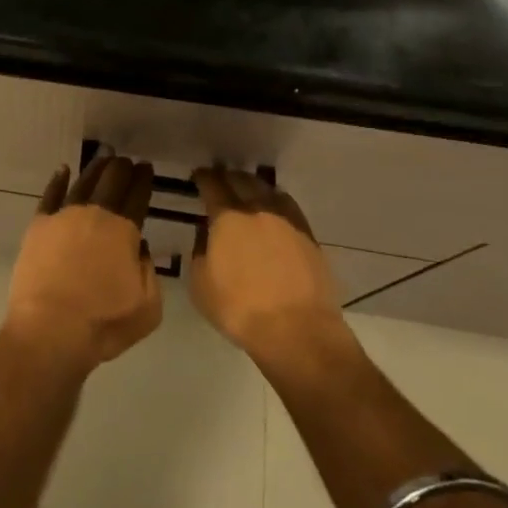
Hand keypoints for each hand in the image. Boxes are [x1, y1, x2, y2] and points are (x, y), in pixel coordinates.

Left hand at [3, 152, 160, 374]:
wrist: (50, 331)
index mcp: (124, 230)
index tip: (146, 168)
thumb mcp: (148, 306)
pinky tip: (63, 171)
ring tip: (103, 160)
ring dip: (95, 169)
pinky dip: (58, 180)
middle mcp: (94, 214)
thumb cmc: (104, 323)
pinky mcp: (38, 227)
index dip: (144, 179)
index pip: (137, 195)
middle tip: (127, 161)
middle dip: (122, 168)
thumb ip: (149, 272)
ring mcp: (63, 217)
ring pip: (82, 182)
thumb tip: (140, 248)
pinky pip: (50, 195)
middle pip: (111, 181)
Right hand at [189, 166, 347, 369]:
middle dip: (228, 177)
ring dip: (254, 186)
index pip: (212, 185)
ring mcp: (287, 221)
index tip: (198, 176)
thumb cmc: (239, 309)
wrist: (297, 331)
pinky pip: (289, 207)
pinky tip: (273, 212)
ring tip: (247, 191)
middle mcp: (258, 210)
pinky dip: (276, 202)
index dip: (203, 178)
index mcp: (228, 218)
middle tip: (220, 180)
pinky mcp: (309, 237)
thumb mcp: (200, 284)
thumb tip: (206, 236)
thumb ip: (200, 253)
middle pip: (242, 180)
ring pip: (268, 190)